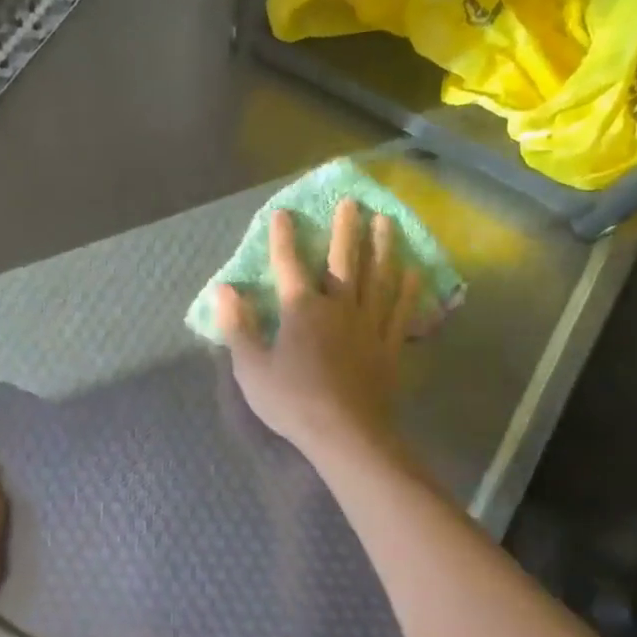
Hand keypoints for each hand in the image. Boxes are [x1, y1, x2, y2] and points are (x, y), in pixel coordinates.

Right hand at [217, 198, 419, 467]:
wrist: (345, 434)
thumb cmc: (292, 401)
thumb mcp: (250, 368)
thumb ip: (237, 326)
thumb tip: (223, 289)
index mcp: (301, 310)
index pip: (289, 265)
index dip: (284, 238)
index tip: (284, 212)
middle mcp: (338, 307)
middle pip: (344, 261)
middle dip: (346, 230)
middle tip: (353, 202)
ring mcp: (369, 325)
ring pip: (379, 277)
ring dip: (383, 248)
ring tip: (387, 222)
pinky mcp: (389, 346)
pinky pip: (400, 311)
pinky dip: (407, 290)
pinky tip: (413, 272)